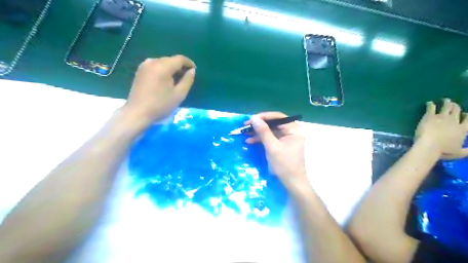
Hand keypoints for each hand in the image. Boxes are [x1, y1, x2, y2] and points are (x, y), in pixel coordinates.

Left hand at [122, 55, 195, 123]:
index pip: (179, 59)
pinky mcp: (140, 71)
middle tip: (186, 78)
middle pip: (171, 60)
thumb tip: (192, 70)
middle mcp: (152, 62)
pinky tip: (165, 81)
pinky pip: (156, 66)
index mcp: (163, 67)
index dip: (189, 63)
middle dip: (180, 67)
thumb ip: (188, 80)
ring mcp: (144, 65)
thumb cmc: (161, 105)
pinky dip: (163, 70)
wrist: (138, 113)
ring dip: (172, 69)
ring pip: (163, 62)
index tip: (194, 70)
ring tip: (176, 80)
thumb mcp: (179, 94)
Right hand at [246, 111, 306, 188]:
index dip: (264, 116)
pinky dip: (260, 140)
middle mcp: (291, 132)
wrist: (291, 183)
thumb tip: (254, 118)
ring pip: (270, 131)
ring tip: (245, 134)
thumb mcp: (272, 147)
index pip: (278, 117)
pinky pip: (270, 139)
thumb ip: (263, 131)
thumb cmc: (284, 164)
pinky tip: (249, 141)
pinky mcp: (280, 146)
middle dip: (259, 125)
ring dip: (258, 133)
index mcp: (293, 130)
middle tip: (246, 126)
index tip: (252, 119)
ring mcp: (286, 139)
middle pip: (273, 124)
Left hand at [414, 98, 467, 158]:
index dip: (467, 116)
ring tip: (445, 100)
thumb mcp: (459, 153)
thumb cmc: (443, 151)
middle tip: (453, 104)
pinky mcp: (430, 116)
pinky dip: (430, 105)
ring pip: (446, 107)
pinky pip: (431, 108)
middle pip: (457, 111)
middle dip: (456, 107)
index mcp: (462, 130)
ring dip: (447, 103)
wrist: (429, 145)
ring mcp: (442, 117)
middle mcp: (454, 121)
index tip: (465, 113)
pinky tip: (429, 103)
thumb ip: (466, 151)